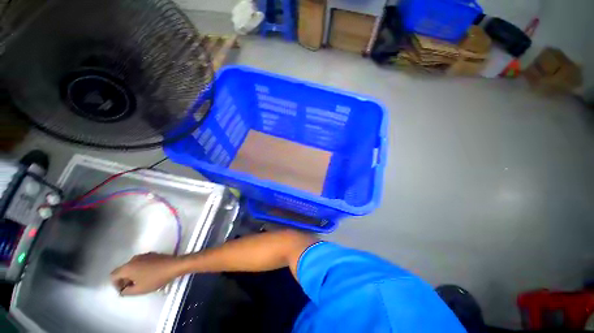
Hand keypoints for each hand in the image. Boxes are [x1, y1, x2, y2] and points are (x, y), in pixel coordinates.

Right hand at [111, 252, 182, 295]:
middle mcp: (133, 259)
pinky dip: (141, 270)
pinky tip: (149, 275)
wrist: (174, 265)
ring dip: (133, 275)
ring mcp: (143, 255)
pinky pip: (141, 263)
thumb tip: (123, 290)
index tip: (124, 290)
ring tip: (142, 283)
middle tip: (132, 288)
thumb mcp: (139, 290)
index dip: (116, 284)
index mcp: (127, 267)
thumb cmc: (155, 278)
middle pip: (123, 270)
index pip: (113, 275)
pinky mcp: (152, 254)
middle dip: (125, 280)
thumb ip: (127, 292)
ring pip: (132, 266)